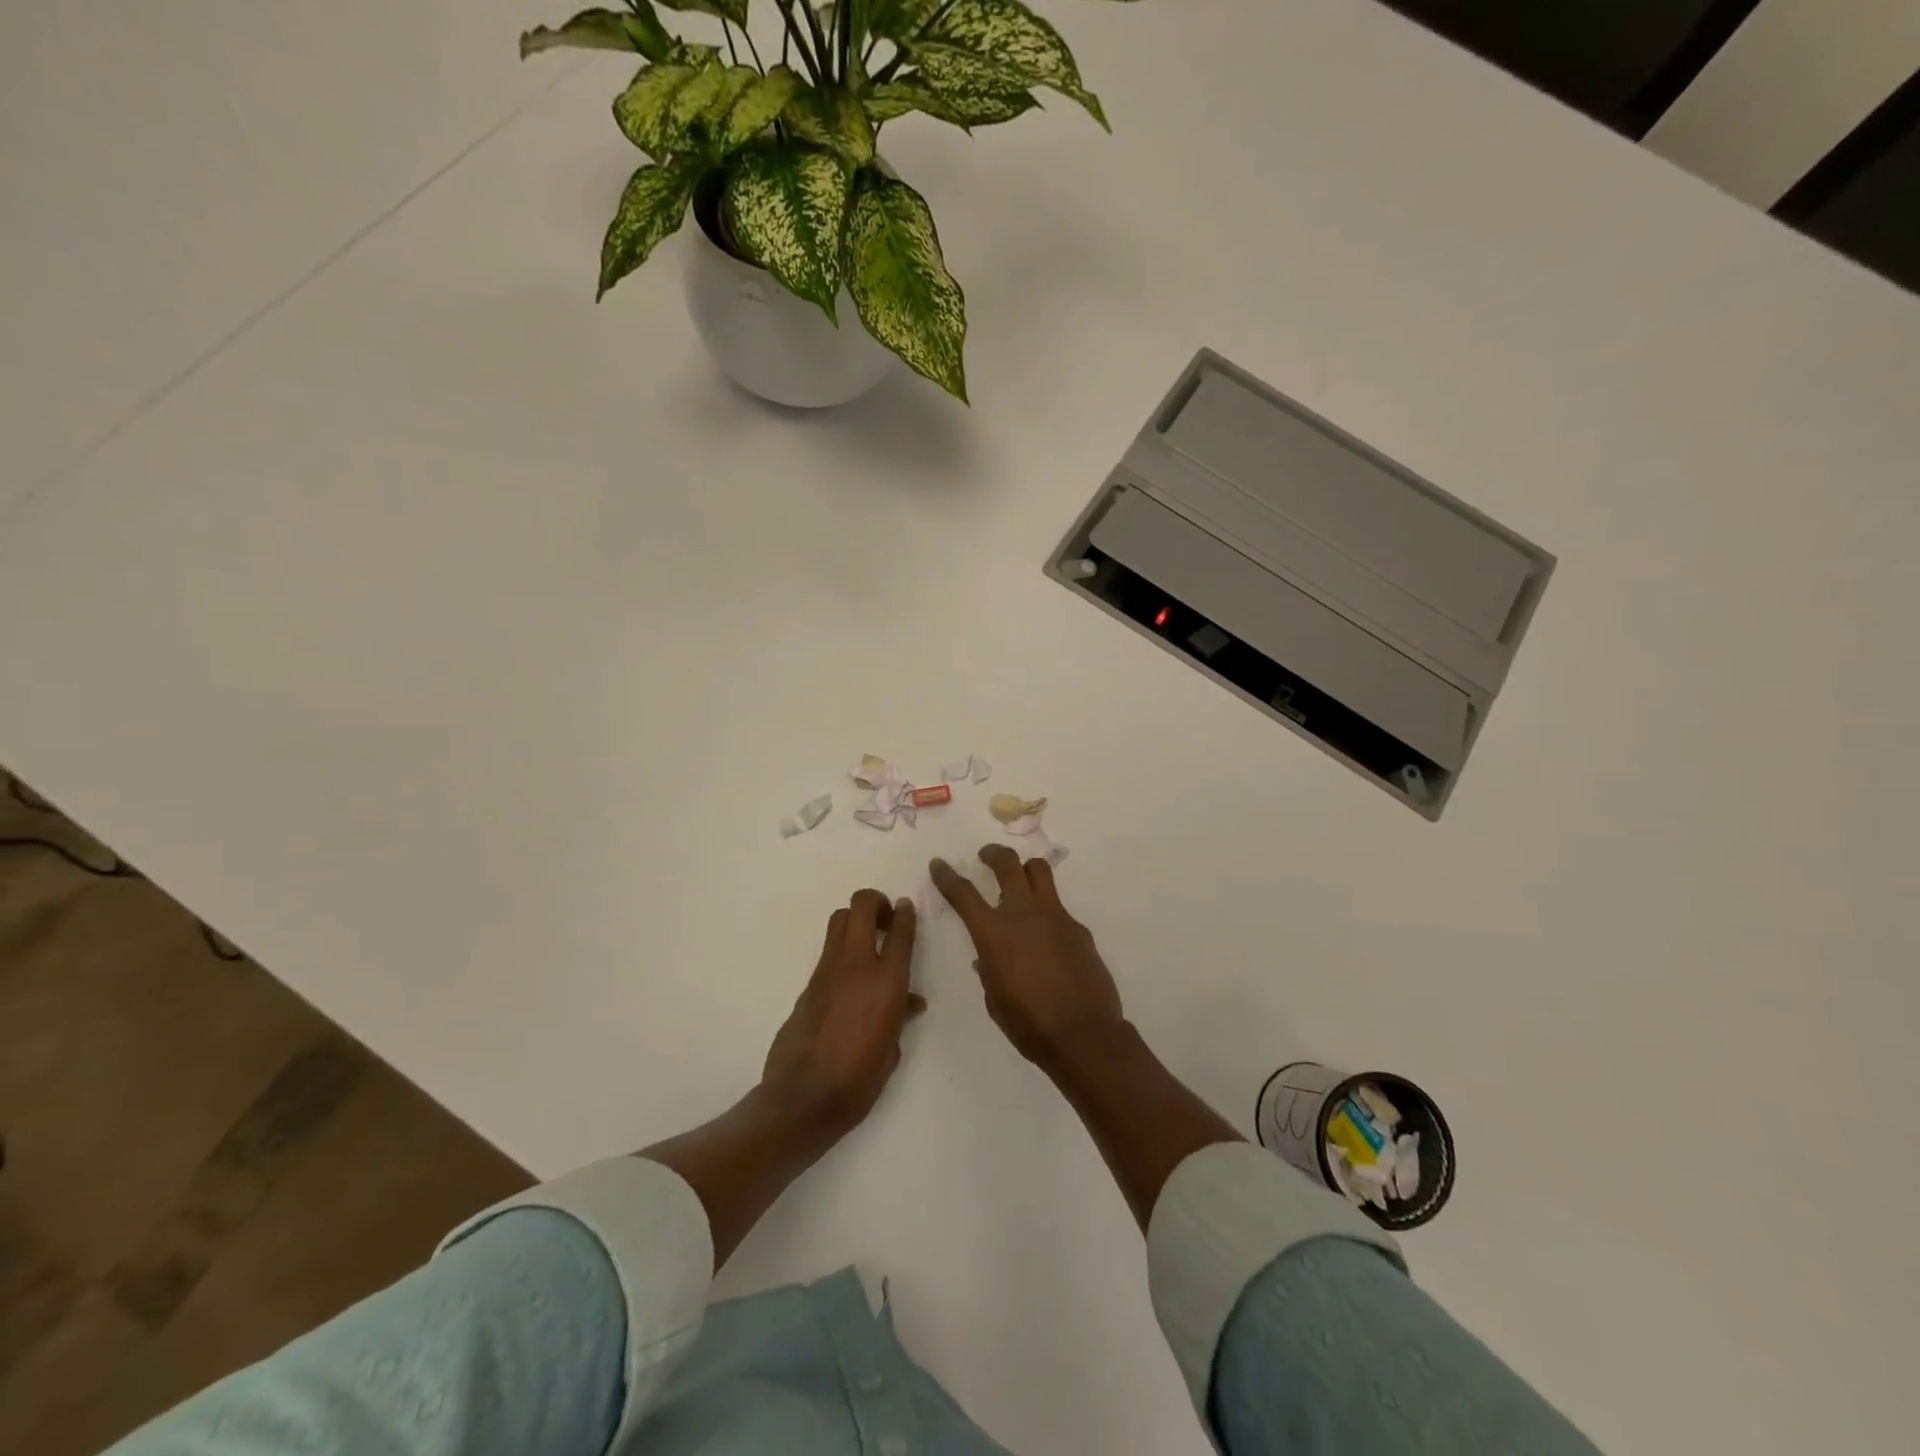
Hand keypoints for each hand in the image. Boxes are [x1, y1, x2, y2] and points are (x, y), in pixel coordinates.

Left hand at [761, 889, 924, 1140]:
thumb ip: (900, 1017)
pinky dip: (842, 951)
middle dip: (875, 902)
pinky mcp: (808, 984)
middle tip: (885, 919)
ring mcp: (828, 971)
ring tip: (867, 940)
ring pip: (839, 920)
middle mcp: (857, 965)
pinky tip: (849, 978)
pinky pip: (828, 952)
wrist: (804, 1099)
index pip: (901, 931)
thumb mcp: (892, 1050)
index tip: (906, 909)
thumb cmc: (859, 1081)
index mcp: (887, 983)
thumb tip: (909, 1003)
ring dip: (855, 920)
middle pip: (861, 906)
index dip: (905, 913)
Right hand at [930, 846, 1124, 1070]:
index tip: (939, 864)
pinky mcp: (1078, 927)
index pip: (963, 893)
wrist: (1083, 1034)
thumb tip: (988, 956)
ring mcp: (1055, 916)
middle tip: (986, 856)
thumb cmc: (1029, 1024)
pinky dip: (1046, 912)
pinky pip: (1058, 907)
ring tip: (1020, 879)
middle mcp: (1023, 914)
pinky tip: (1047, 938)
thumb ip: (988, 968)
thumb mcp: (994, 997)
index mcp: (994, 933)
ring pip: (1039, 871)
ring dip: (1025, 869)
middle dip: (992, 854)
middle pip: (1007, 863)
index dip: (947, 876)